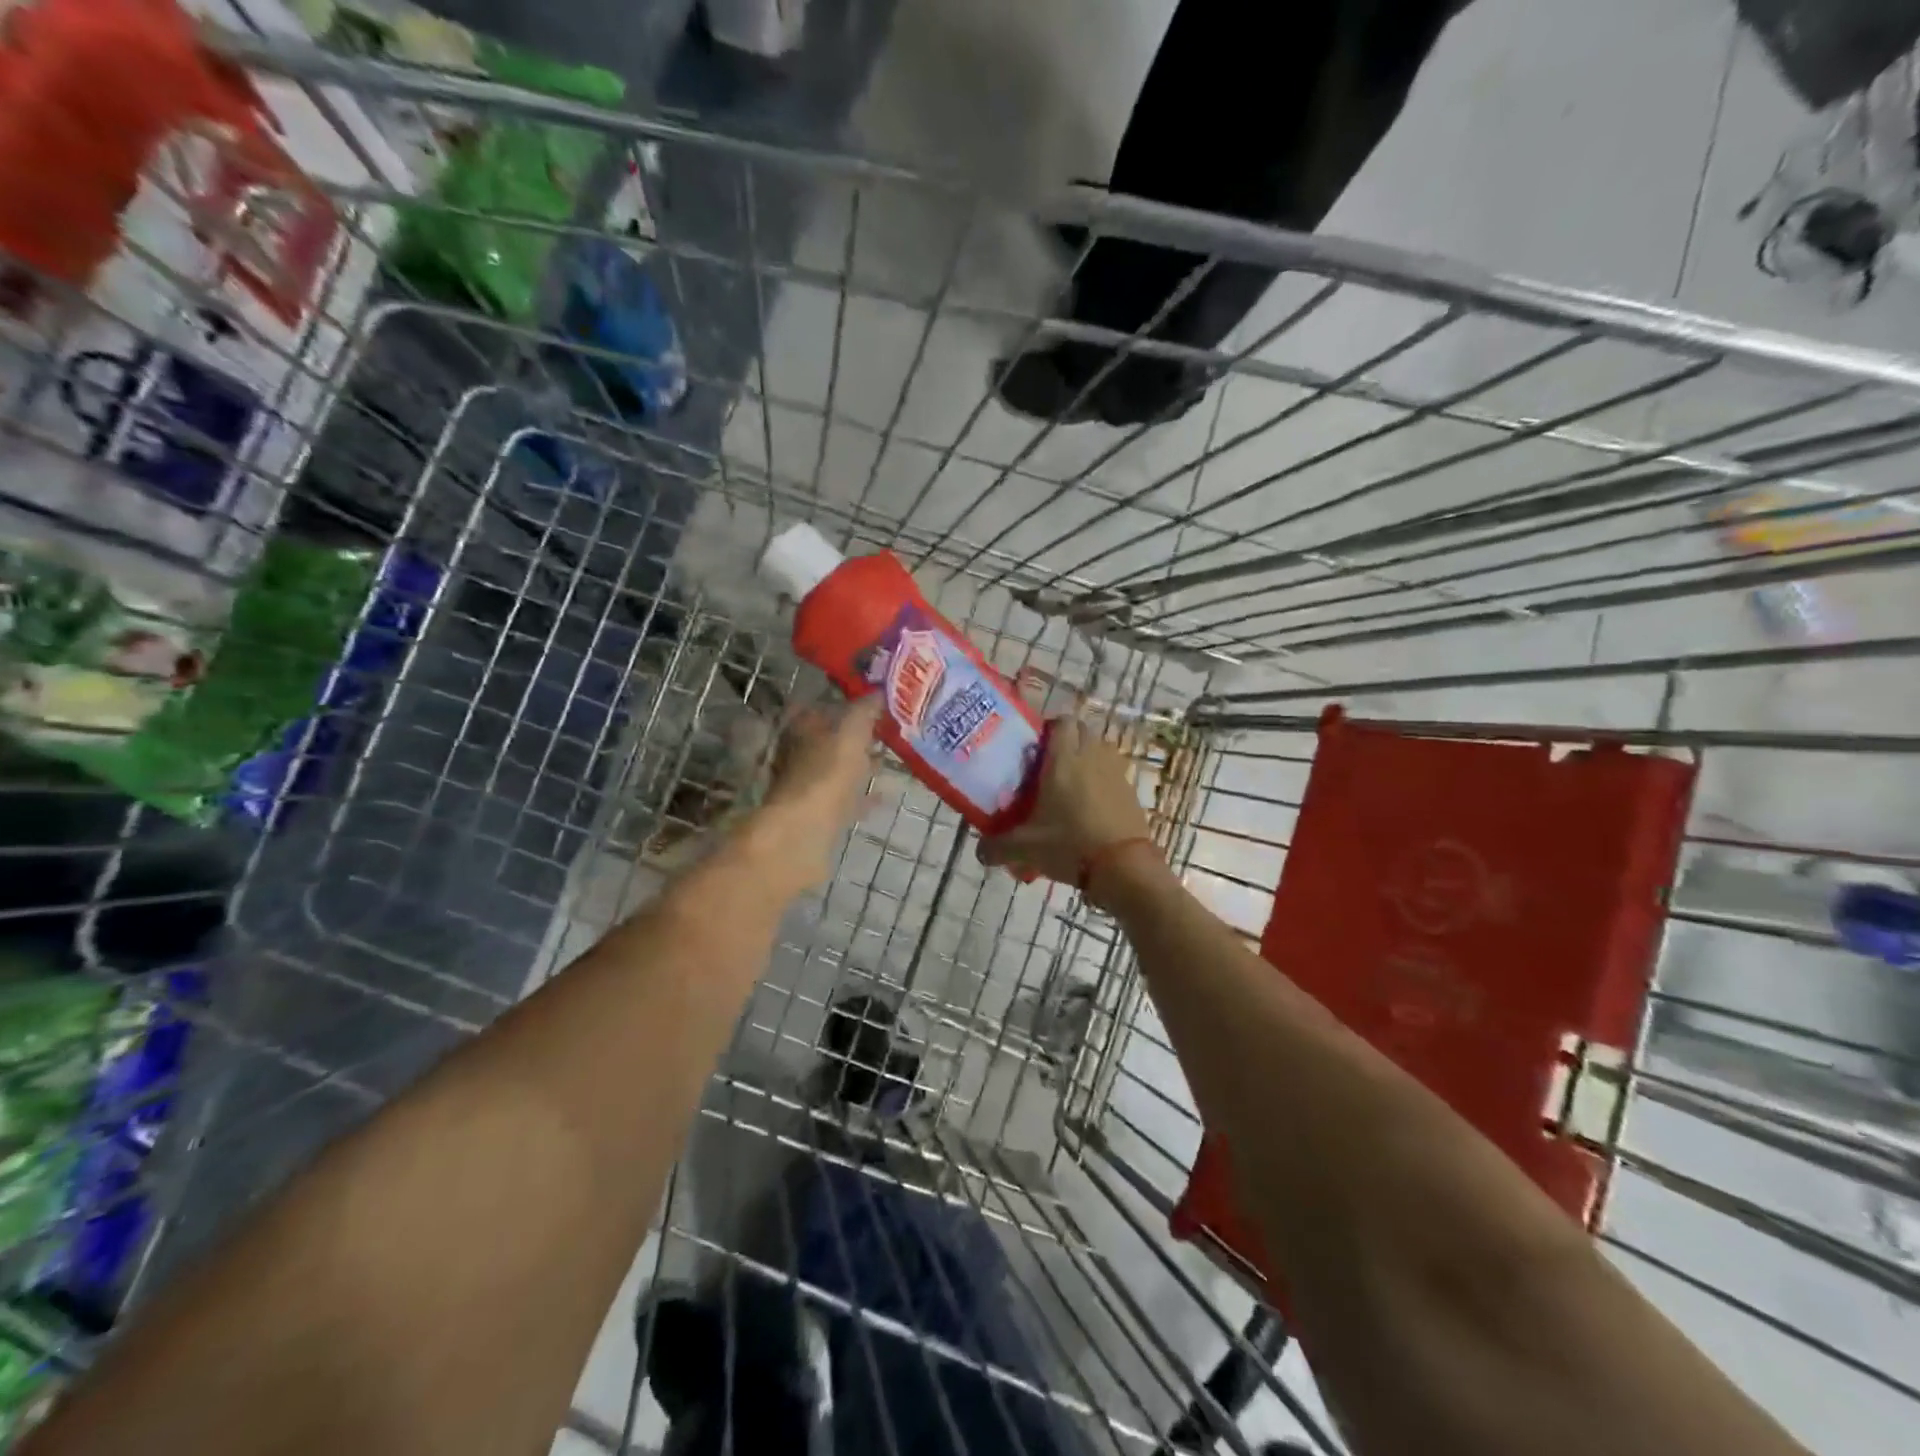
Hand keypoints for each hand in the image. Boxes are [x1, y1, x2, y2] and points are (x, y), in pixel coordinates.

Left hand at [738, 695, 882, 890]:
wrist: (803, 833)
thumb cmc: (826, 774)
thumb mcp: (852, 733)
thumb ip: (865, 711)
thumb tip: (879, 690)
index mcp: (801, 728)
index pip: (820, 706)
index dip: (845, 703)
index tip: (874, 703)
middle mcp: (799, 754)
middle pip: (829, 739)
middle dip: (856, 736)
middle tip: (887, 732)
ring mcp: (807, 786)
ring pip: (838, 769)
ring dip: (860, 766)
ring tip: (888, 762)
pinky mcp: (818, 815)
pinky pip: (846, 799)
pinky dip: (863, 796)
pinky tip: (884, 796)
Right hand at [977, 717, 1158, 905]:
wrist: (1123, 867)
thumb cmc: (1070, 845)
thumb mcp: (1025, 848)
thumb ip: (997, 847)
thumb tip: (979, 852)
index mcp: (1064, 760)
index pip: (1061, 722)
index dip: (1048, 728)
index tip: (1035, 746)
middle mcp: (1091, 757)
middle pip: (1082, 731)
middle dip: (1067, 741)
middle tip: (1048, 765)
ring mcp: (1115, 773)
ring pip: (1100, 750)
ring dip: (1087, 757)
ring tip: (1070, 783)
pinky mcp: (1131, 791)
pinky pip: (1114, 773)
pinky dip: (1103, 780)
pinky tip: (1090, 806)